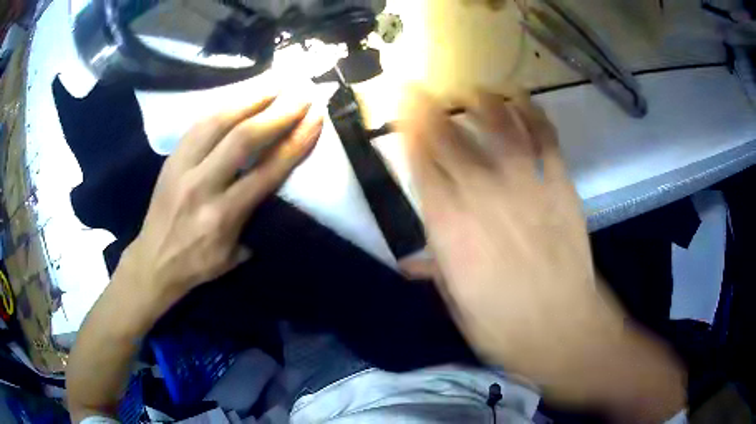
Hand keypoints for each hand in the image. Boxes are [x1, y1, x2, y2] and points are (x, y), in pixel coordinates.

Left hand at [125, 95, 323, 301]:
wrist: (153, 261)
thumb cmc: (197, 264)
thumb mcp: (233, 257)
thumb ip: (255, 224)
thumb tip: (274, 192)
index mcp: (223, 216)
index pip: (267, 171)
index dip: (295, 141)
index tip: (315, 119)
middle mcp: (202, 187)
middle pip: (243, 139)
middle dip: (277, 112)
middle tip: (301, 94)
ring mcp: (182, 168)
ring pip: (217, 122)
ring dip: (249, 99)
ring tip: (273, 83)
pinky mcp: (170, 159)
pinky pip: (198, 124)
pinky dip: (222, 107)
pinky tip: (239, 97)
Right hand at [399, 88, 684, 418]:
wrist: (563, 330)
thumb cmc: (503, 326)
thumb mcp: (457, 304)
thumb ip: (436, 270)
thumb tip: (411, 261)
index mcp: (449, 227)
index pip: (421, 163)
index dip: (408, 131)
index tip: (400, 110)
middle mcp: (482, 195)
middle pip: (450, 137)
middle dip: (430, 107)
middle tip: (421, 88)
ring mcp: (525, 185)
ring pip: (499, 125)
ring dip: (482, 101)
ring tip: (472, 89)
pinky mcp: (559, 185)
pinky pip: (544, 138)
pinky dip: (533, 114)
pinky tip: (522, 101)